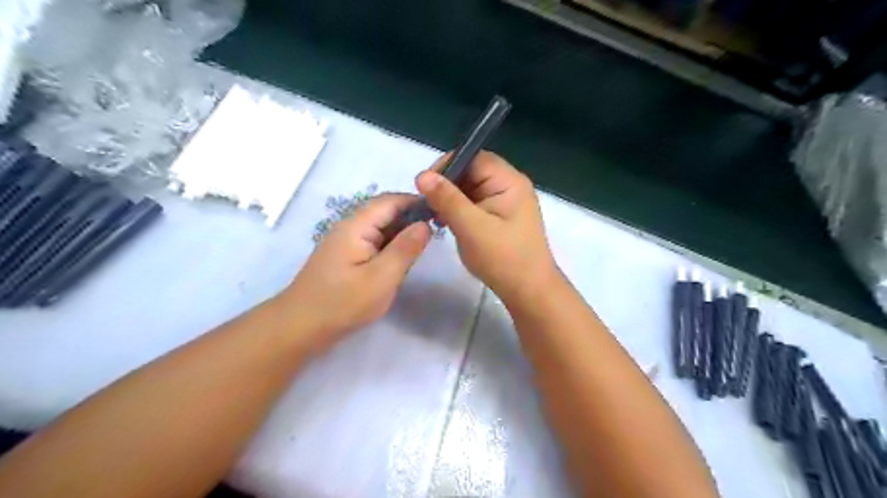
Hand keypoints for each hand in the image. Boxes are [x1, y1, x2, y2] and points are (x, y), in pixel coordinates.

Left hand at [276, 193, 430, 348]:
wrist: (300, 327)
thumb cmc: (342, 303)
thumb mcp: (381, 278)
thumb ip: (405, 249)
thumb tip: (425, 224)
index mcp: (357, 225)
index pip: (391, 200)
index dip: (416, 202)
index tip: (442, 213)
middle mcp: (350, 227)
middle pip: (385, 211)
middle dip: (411, 217)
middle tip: (438, 232)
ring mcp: (347, 242)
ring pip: (380, 228)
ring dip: (402, 233)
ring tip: (425, 245)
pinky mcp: (346, 256)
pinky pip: (374, 242)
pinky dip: (391, 246)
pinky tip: (403, 259)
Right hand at [414, 149, 551, 303]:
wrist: (529, 292)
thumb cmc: (503, 259)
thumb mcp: (471, 228)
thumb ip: (447, 199)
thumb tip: (422, 175)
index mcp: (509, 181)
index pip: (474, 158)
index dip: (448, 165)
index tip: (425, 185)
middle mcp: (509, 186)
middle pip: (472, 172)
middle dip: (448, 185)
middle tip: (428, 204)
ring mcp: (505, 203)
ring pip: (471, 189)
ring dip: (451, 200)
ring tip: (435, 216)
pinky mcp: (500, 218)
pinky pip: (475, 205)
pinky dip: (459, 211)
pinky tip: (447, 223)